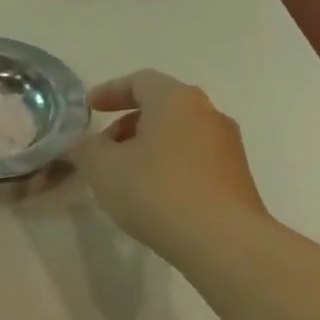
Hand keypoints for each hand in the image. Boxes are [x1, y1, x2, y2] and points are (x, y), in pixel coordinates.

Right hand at [73, 69, 270, 254]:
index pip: (140, 81)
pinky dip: (168, 166)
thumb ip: (87, 149)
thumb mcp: (103, 169)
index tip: (89, 108)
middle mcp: (207, 113)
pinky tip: (153, 195)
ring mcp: (227, 145)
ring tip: (125, 176)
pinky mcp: (235, 176)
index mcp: (176, 100)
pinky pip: (193, 159)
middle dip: (128, 124)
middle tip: (103, 148)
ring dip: (148, 147)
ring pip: (179, 134)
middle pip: (162, 106)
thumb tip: (84, 144)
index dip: (110, 91)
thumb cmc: (156, 191)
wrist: (221, 239)